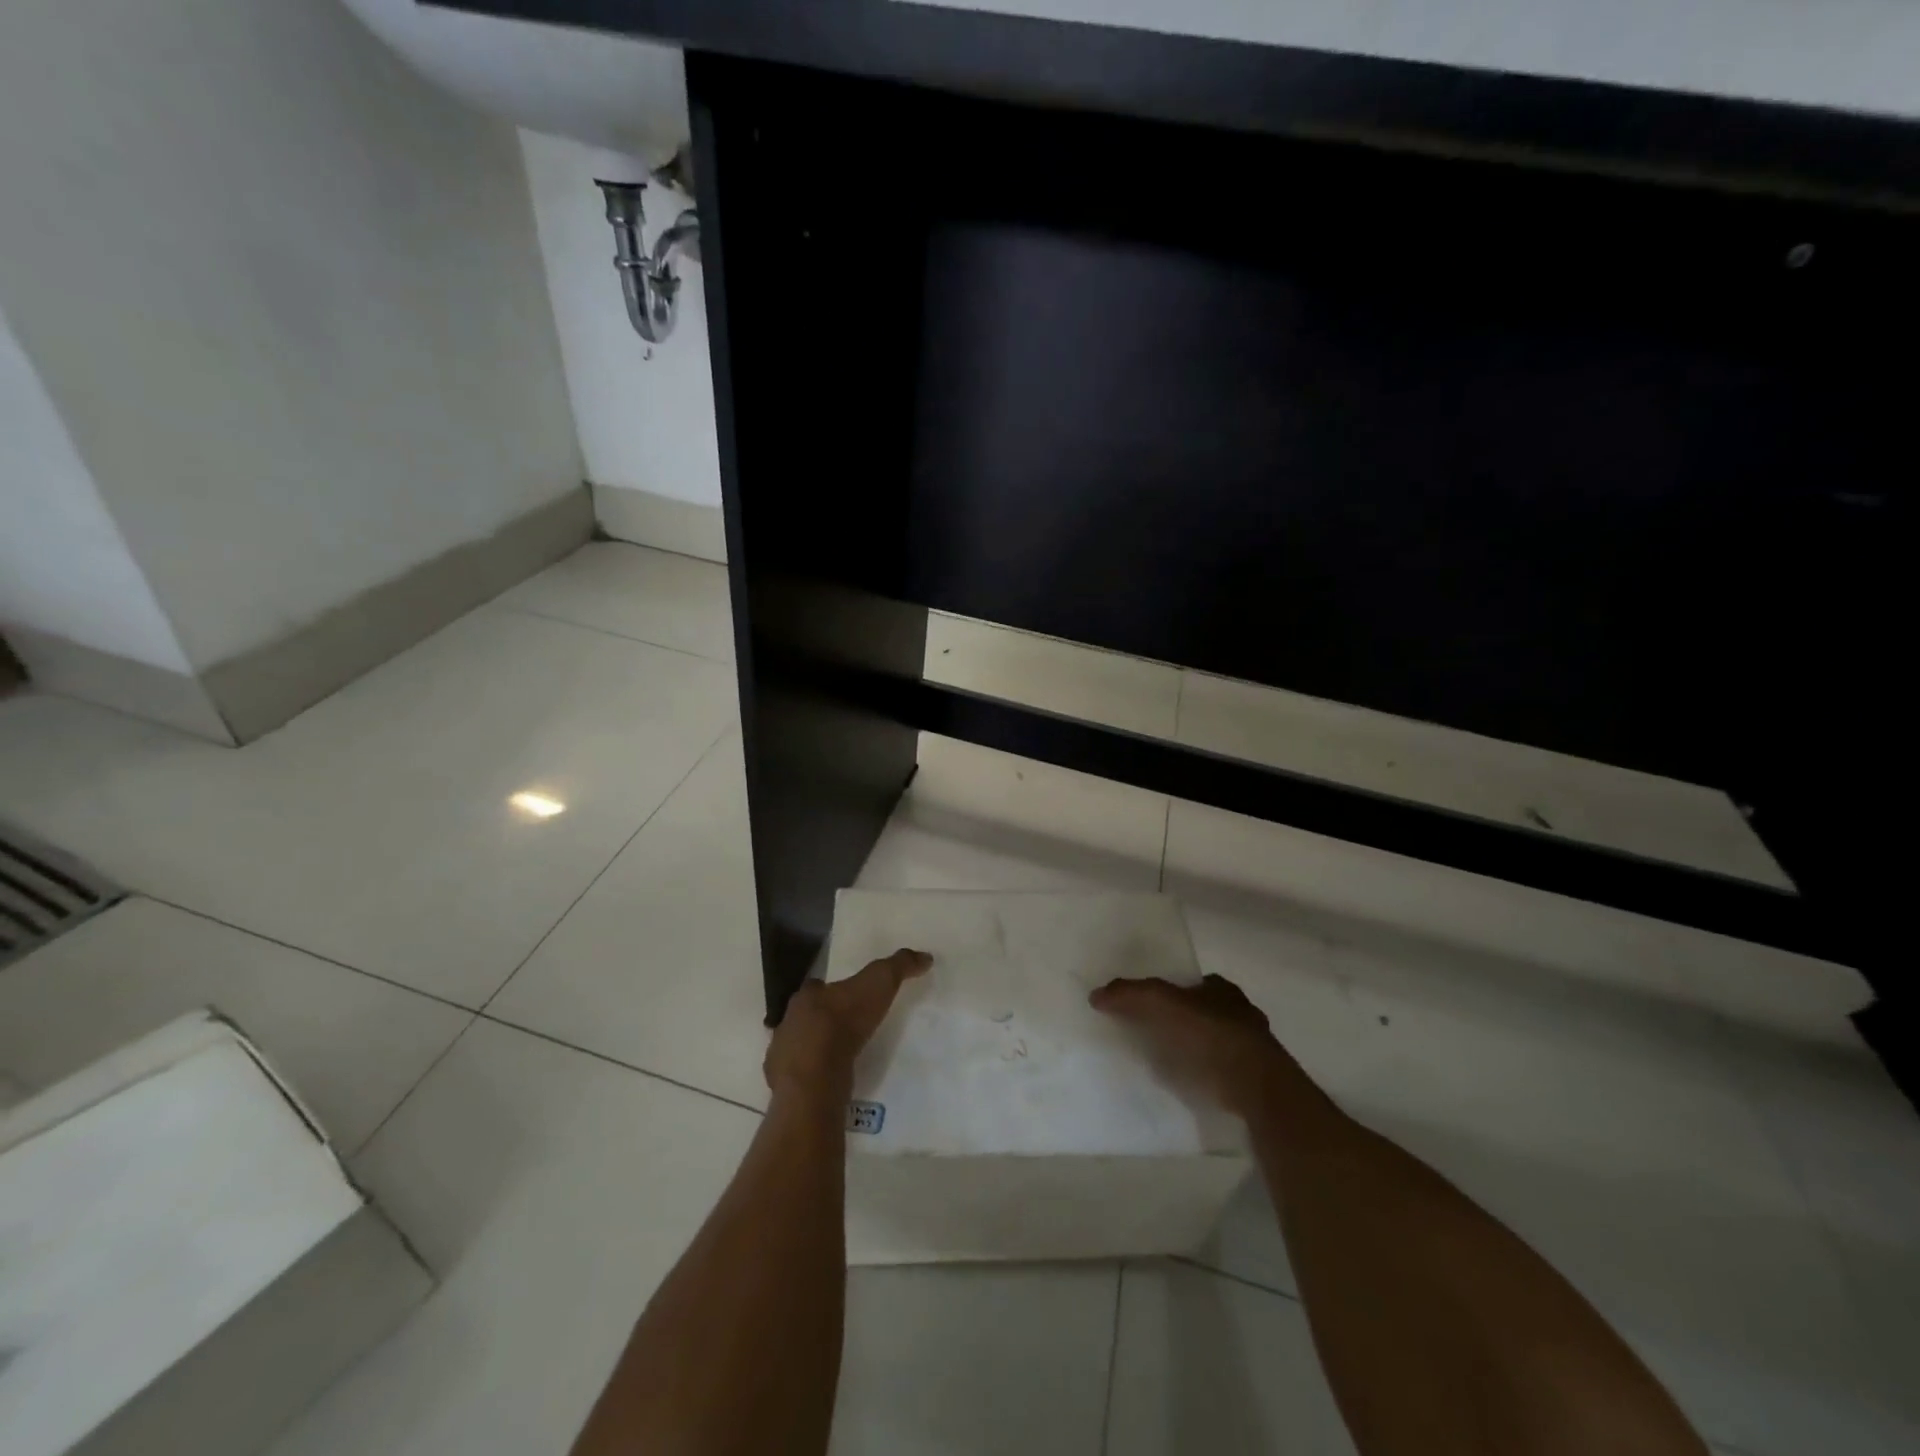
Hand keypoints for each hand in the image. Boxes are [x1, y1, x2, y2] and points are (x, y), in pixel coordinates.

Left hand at [765, 948, 931, 1103]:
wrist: (817, 1074)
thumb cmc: (845, 1021)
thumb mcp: (880, 983)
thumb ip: (899, 966)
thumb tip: (925, 957)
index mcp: (806, 997)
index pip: (816, 988)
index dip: (831, 992)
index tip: (848, 999)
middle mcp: (788, 1023)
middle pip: (805, 1018)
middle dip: (821, 1022)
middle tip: (847, 1031)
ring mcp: (782, 1057)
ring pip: (799, 1049)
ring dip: (815, 1052)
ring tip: (840, 1061)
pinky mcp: (784, 1087)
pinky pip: (799, 1079)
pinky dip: (812, 1079)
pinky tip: (829, 1084)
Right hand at [1090, 972, 1297, 1118]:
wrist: (1258, 1089)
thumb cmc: (1211, 1036)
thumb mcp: (1162, 1005)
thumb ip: (1130, 995)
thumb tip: (1096, 993)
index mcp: (1223, 990)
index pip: (1195, 983)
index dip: (1173, 991)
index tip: (1151, 1005)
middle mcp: (1242, 1013)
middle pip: (1206, 1011)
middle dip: (1185, 1020)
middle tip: (1156, 1034)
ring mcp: (1254, 1049)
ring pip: (1217, 1043)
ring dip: (1197, 1050)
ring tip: (1168, 1064)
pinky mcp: (1257, 1082)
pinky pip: (1224, 1072)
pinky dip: (1208, 1075)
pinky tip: (1191, 1086)